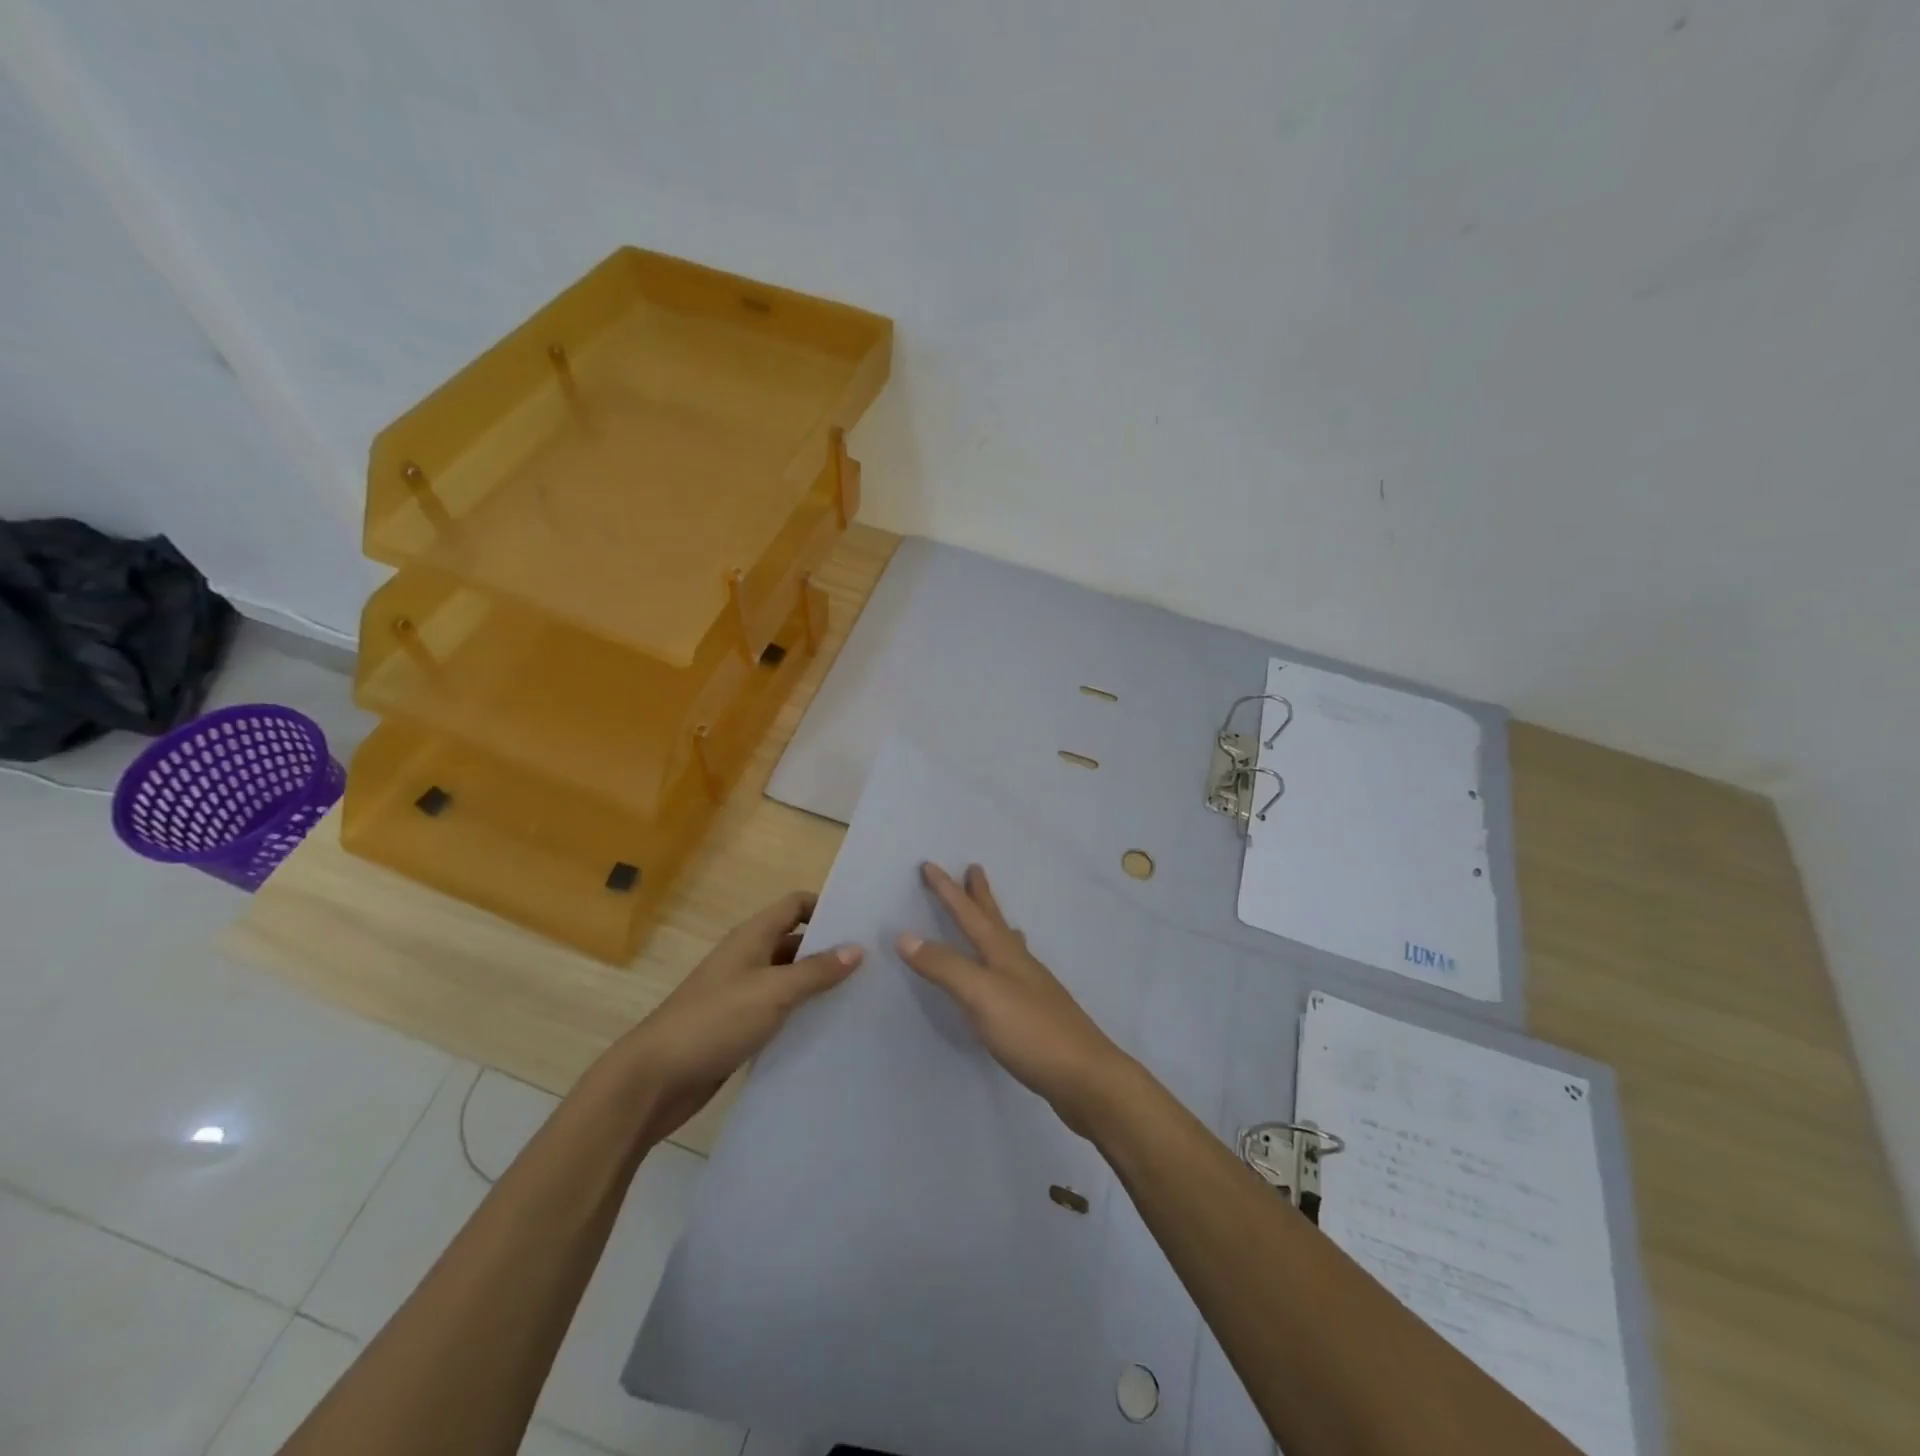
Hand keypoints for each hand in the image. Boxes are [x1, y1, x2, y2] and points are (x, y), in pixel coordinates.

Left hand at [612, 891, 862, 1142]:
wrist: (655, 1079)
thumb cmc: (715, 1022)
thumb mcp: (773, 992)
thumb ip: (816, 971)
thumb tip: (857, 948)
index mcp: (752, 937)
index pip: (796, 905)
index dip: (827, 906)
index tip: (863, 922)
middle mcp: (749, 957)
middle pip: (797, 941)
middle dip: (831, 949)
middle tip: (875, 962)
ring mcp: (743, 993)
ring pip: (790, 978)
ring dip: (819, 984)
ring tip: (863, 995)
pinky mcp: (741, 1025)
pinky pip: (780, 1010)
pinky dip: (803, 1013)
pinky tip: (831, 1027)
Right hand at [897, 862, 1129, 1137]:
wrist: (1085, 1076)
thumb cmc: (1030, 1031)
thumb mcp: (980, 995)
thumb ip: (944, 966)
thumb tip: (905, 936)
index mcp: (1003, 953)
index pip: (969, 914)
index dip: (948, 890)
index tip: (929, 865)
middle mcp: (1019, 963)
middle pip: (994, 920)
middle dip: (980, 895)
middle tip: (974, 868)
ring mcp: (1032, 988)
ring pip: (1007, 944)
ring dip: (994, 924)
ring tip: (993, 915)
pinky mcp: (1037, 1014)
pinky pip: (1013, 972)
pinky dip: (1003, 959)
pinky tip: (1009, 974)